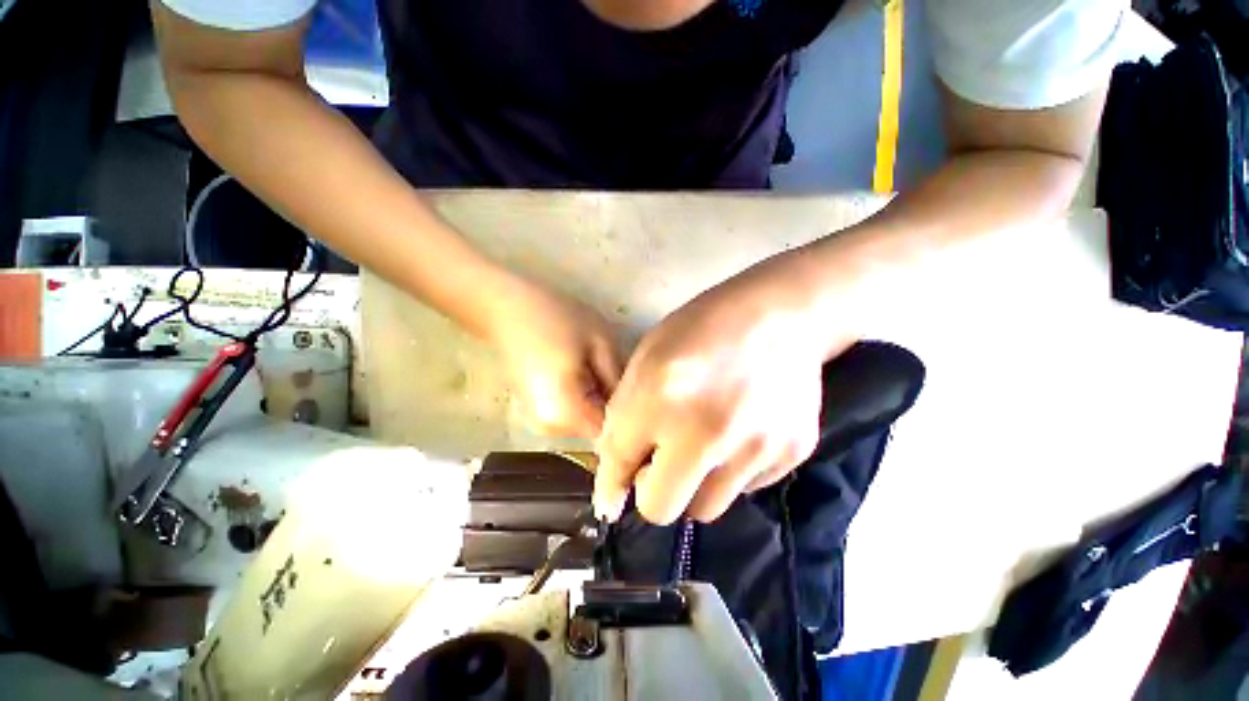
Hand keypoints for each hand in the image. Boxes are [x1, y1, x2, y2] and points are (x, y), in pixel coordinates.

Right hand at [487, 282, 622, 439]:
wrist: (508, 308)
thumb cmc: (556, 319)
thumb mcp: (601, 342)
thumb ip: (620, 379)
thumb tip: (636, 403)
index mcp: (566, 414)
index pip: (613, 434)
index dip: (632, 416)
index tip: (644, 394)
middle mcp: (552, 429)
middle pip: (601, 430)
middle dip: (617, 407)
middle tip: (625, 375)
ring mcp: (542, 423)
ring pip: (589, 422)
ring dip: (602, 402)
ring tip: (606, 370)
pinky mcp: (540, 412)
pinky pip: (575, 414)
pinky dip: (588, 399)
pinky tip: (589, 374)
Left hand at [594, 251, 860, 523]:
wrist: (782, 315)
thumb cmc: (702, 327)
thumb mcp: (648, 357)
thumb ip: (627, 412)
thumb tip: (619, 468)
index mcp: (661, 399)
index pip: (620, 464)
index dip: (610, 486)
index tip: (610, 500)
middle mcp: (707, 433)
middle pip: (662, 509)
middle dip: (652, 491)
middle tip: (660, 464)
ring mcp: (755, 449)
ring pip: (706, 506)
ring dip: (694, 484)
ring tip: (704, 446)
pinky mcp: (791, 455)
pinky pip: (745, 487)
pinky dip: (731, 470)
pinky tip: (739, 434)